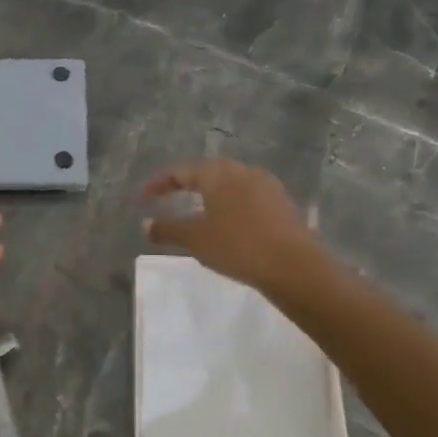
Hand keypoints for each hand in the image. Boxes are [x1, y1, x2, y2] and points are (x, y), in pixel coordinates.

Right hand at [141, 158, 319, 293]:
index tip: (143, 196)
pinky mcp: (282, 203)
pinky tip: (227, 223)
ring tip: (196, 211)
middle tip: (169, 197)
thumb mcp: (195, 239)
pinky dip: (230, 206)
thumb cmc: (237, 245)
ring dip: (210, 194)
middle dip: (186, 184)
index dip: (158, 183)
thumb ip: (167, 228)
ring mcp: (266, 185)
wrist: (295, 266)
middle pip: (207, 172)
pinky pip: (247, 197)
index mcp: (217, 172)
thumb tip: (146, 223)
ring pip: (229, 184)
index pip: (180, 171)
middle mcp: (242, 170)